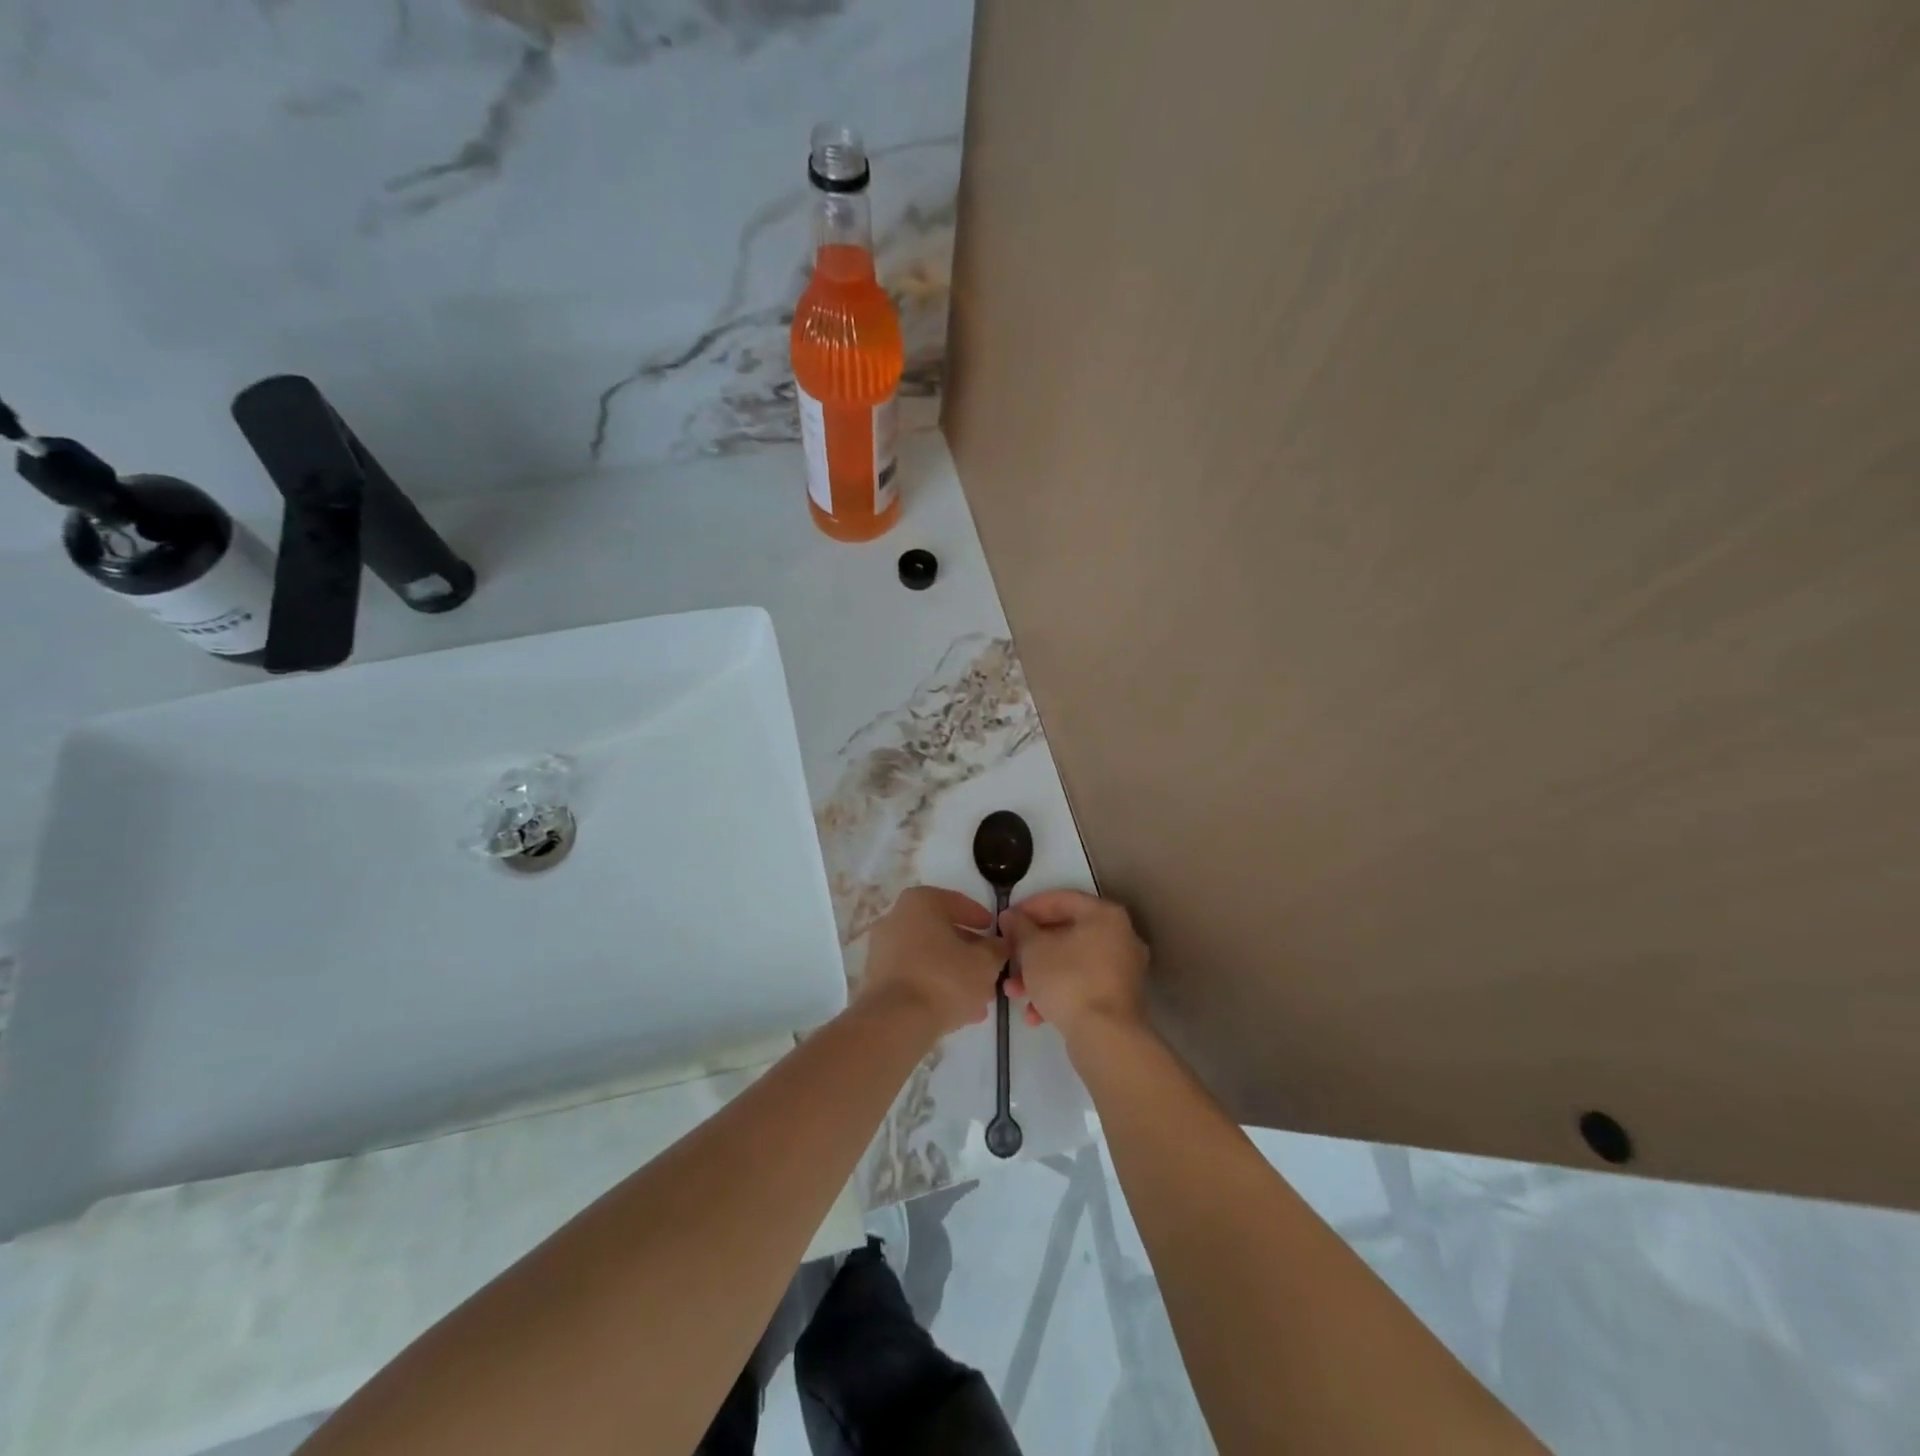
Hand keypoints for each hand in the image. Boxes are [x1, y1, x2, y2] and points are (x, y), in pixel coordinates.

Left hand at [859, 886, 1008, 1038]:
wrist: (896, 1022)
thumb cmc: (944, 978)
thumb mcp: (985, 963)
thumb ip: (996, 949)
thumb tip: (999, 945)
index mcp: (920, 902)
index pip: (957, 902)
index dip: (980, 918)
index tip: (994, 933)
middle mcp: (895, 918)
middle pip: (941, 932)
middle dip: (967, 951)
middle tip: (989, 968)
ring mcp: (882, 950)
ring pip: (928, 957)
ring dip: (953, 973)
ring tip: (978, 997)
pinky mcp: (876, 979)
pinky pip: (913, 976)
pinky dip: (934, 987)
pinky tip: (957, 1011)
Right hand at [1003, 889, 1149, 1040]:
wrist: (1105, 1038)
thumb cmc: (1068, 980)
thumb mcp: (1033, 949)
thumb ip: (1019, 927)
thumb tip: (1011, 916)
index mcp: (1105, 915)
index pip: (1062, 899)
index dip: (1029, 907)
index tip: (1007, 920)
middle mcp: (1120, 937)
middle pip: (1066, 933)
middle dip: (1031, 948)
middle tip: (1008, 957)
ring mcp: (1122, 969)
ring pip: (1071, 962)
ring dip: (1039, 975)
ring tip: (1014, 992)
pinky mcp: (1119, 998)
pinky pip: (1082, 985)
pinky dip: (1058, 993)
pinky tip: (1035, 1015)